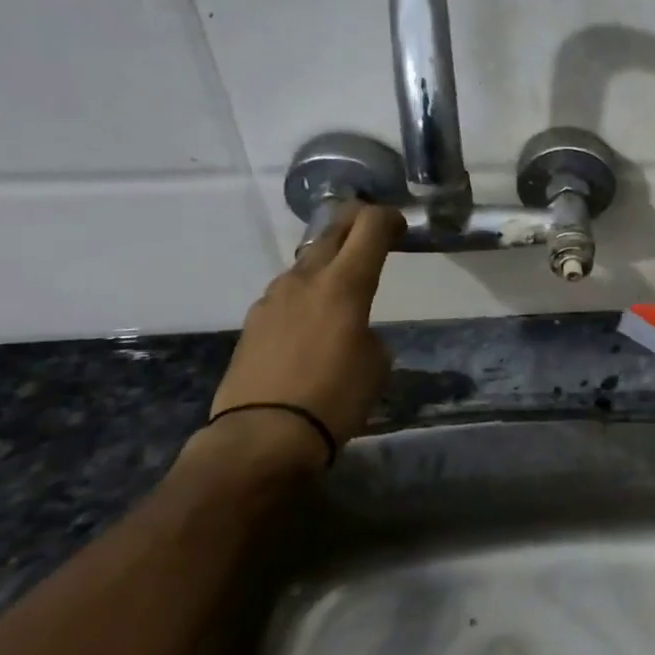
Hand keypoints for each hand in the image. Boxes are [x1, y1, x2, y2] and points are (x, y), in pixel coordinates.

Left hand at [209, 203, 404, 459]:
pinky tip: (314, 319)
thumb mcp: (377, 361)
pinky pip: (288, 292)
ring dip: (328, 260)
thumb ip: (367, 330)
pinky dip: (307, 292)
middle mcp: (305, 279)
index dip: (388, 219)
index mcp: (344, 283)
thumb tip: (352, 328)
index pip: (370, 227)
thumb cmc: (336, 396)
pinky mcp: (253, 322)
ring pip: (306, 262)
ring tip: (344, 282)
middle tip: (375, 235)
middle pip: (332, 232)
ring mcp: (273, 299)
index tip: (400, 228)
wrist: (263, 435)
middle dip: (356, 225)